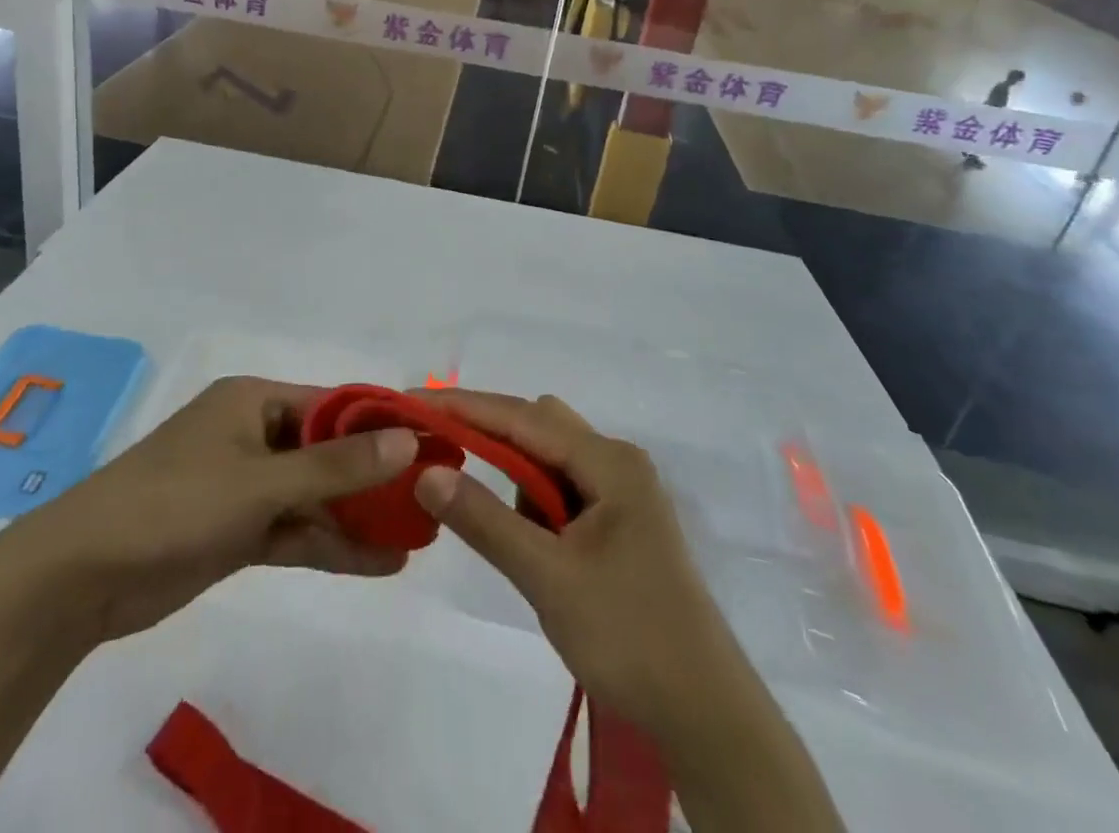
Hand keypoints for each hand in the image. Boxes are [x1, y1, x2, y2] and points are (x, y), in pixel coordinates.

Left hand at [18, 376, 418, 646]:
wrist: (82, 575)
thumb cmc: (175, 502)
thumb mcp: (260, 481)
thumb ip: (334, 466)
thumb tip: (406, 440)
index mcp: (254, 400)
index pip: (332, 404)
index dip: (381, 423)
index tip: (430, 442)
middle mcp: (253, 434)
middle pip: (327, 451)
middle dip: (374, 475)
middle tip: (431, 496)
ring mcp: (244, 485)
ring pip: (314, 495)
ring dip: (358, 516)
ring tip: (417, 535)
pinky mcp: (236, 530)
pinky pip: (295, 531)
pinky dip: (331, 545)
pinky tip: (379, 562)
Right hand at [413, 389, 729, 754]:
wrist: (706, 716)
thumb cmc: (628, 636)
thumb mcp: (546, 576)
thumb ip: (484, 520)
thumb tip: (426, 472)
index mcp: (610, 462)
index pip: (522, 417)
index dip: (464, 406)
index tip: (412, 402)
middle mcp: (618, 462)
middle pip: (539, 426)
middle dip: (488, 435)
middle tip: (439, 454)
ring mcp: (623, 492)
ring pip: (550, 458)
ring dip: (513, 474)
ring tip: (493, 519)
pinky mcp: (621, 522)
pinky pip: (564, 488)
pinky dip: (534, 500)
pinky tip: (527, 540)